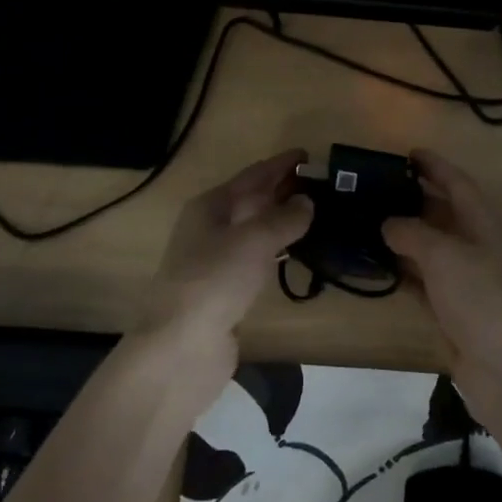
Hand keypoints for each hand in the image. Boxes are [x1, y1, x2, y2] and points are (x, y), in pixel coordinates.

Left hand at [136, 149, 313, 368]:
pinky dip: (277, 250)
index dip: (280, 164)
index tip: (309, 154)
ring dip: (282, 220)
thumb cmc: (215, 281)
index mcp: (210, 206)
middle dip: (283, 190)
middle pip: (251, 200)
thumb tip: (306, 202)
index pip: (252, 176)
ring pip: (255, 230)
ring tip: (316, 214)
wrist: (181, 347)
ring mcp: (216, 260)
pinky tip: (296, 253)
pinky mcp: (225, 290)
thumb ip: (284, 218)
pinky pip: (257, 258)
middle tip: (321, 184)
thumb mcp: (254, 240)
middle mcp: (210, 228)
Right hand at [382, 150, 501, 414]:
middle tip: (374, 188)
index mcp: (484, 225)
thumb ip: (413, 233)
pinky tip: (375, 264)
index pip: (459, 184)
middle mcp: (476, 247)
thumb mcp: (445, 256)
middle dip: (412, 199)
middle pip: (442, 214)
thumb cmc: (481, 299)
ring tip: (366, 221)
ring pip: (429, 248)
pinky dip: (401, 271)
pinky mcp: (451, 310)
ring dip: (402, 235)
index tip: (408, 153)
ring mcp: (464, 281)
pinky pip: (422, 280)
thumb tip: (388, 223)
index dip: (436, 166)